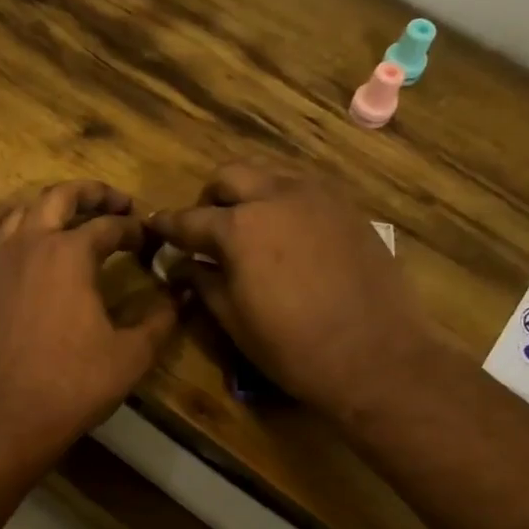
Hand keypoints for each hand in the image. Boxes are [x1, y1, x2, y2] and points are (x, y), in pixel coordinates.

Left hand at [0, 181, 177, 459]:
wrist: (12, 416)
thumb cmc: (76, 384)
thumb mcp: (133, 353)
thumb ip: (162, 318)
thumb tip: (184, 294)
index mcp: (72, 254)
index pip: (109, 226)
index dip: (134, 229)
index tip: (148, 240)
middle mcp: (31, 245)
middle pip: (60, 197)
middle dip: (92, 194)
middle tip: (115, 203)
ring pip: (18, 213)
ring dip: (46, 206)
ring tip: (66, 214)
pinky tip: (3, 225)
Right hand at [150, 163, 432, 423]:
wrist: (376, 356)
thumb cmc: (293, 347)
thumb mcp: (234, 320)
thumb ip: (203, 283)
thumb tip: (181, 266)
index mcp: (239, 227)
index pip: (189, 219)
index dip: (166, 225)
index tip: (153, 226)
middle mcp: (276, 196)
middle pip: (230, 175)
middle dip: (210, 198)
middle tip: (207, 230)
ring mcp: (318, 197)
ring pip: (270, 173)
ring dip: (250, 193)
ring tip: (249, 229)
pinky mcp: (348, 208)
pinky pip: (305, 189)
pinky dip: (284, 202)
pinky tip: (288, 235)